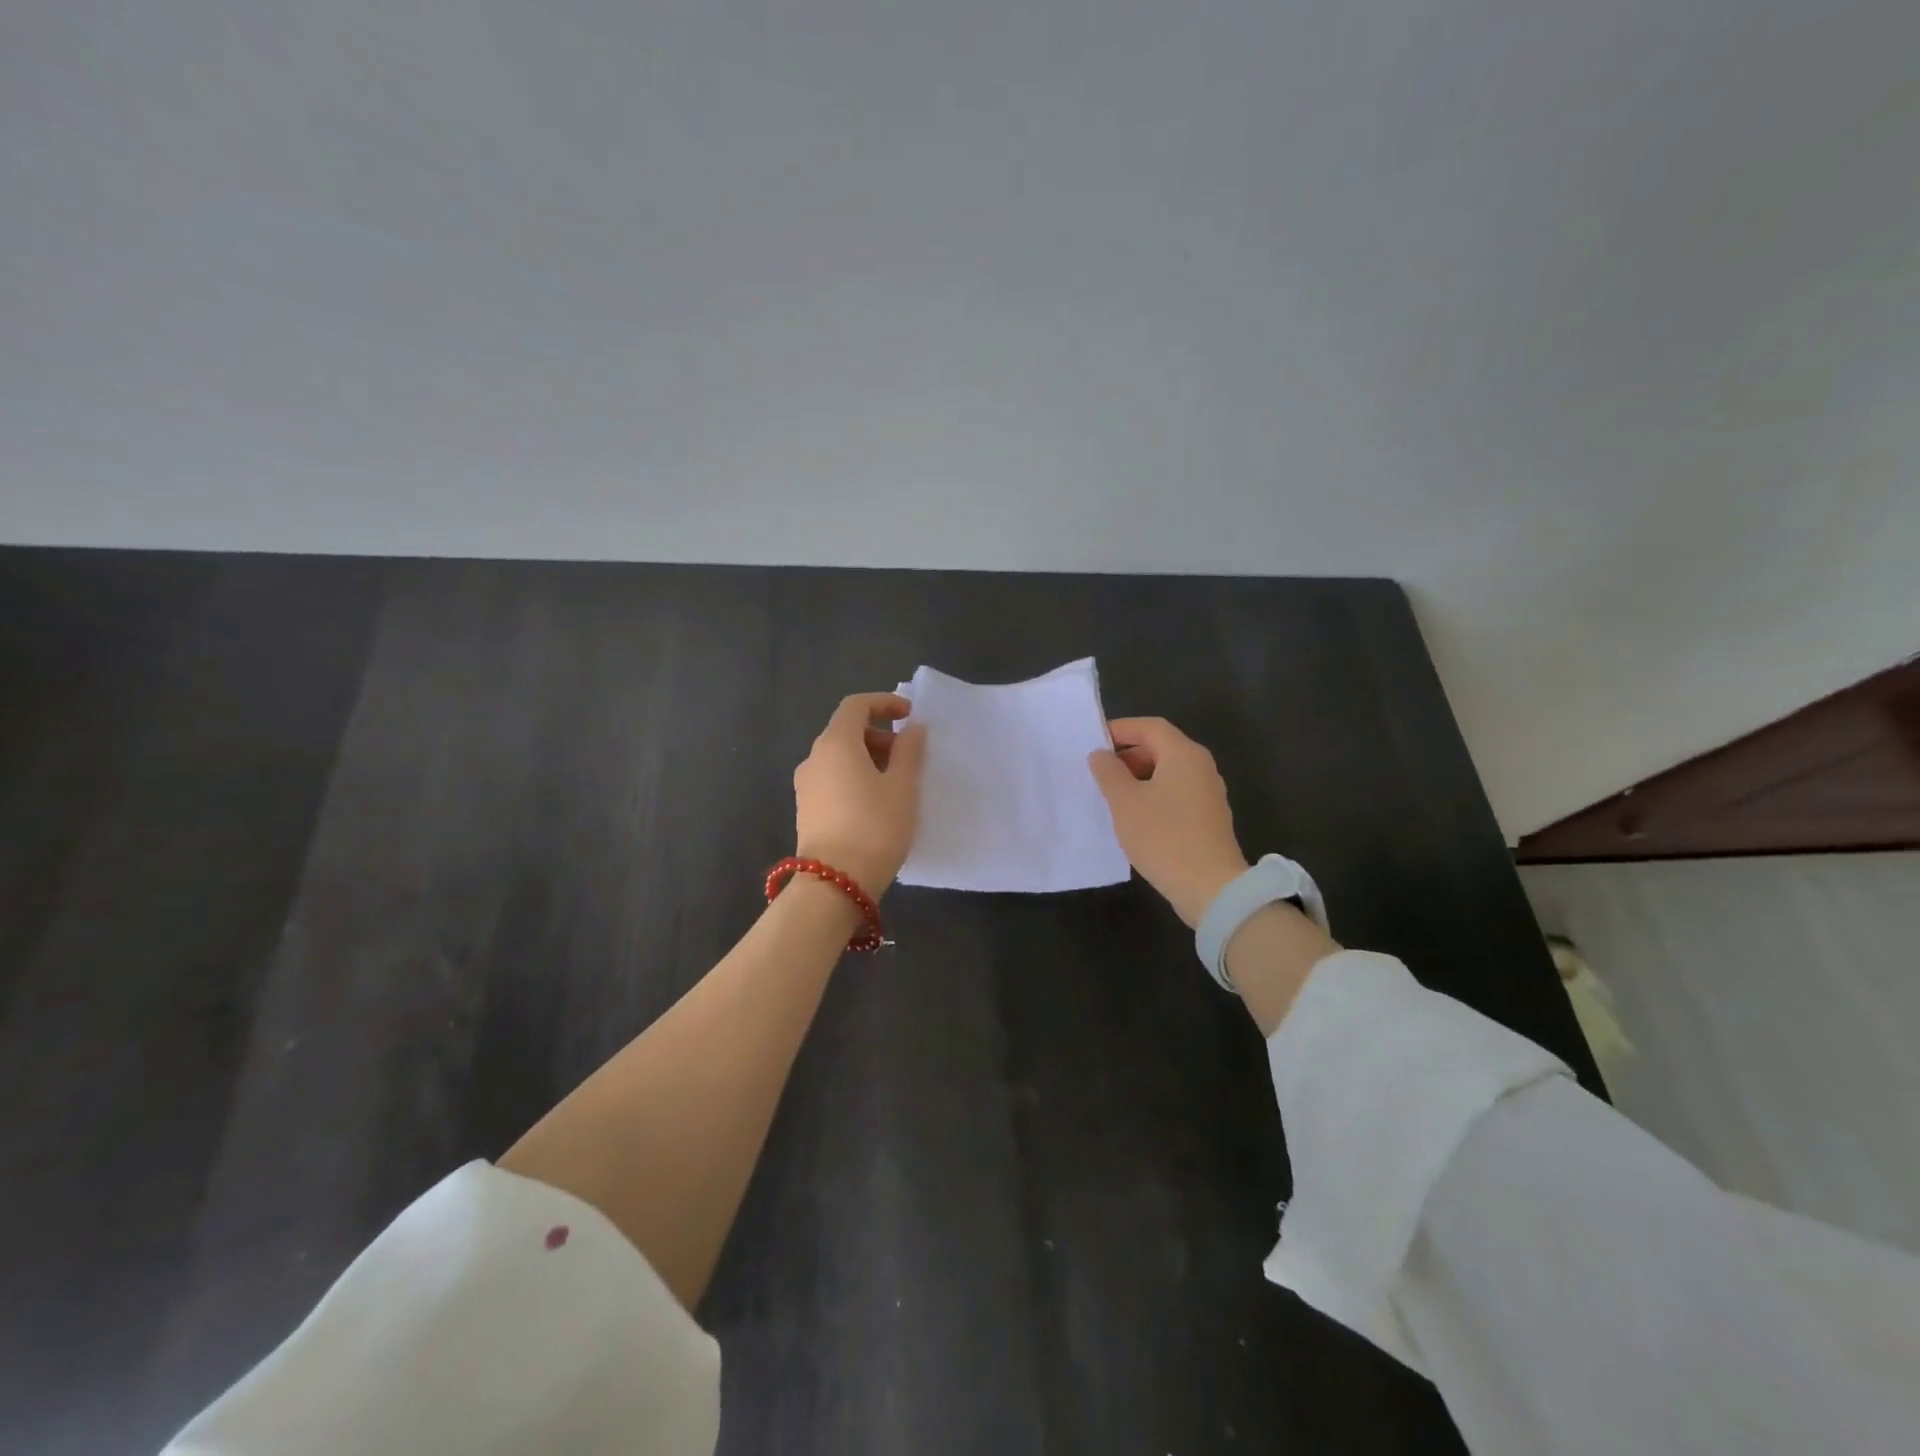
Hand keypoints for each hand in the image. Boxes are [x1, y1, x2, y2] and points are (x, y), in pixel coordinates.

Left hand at [793, 693, 927, 897]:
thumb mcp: (902, 787)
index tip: (910, 715)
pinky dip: (855, 777)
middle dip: (879, 734)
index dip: (884, 703)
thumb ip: (909, 751)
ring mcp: (806, 785)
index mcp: (836, 743)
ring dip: (868, 758)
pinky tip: (877, 802)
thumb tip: (912, 728)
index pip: (856, 705)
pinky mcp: (806, 809)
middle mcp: (814, 758)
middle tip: (909, 756)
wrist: (834, 883)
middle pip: (846, 730)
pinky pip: (833, 778)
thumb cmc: (875, 827)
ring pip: (839, 757)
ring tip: (897, 782)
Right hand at [1088, 717, 1249, 926]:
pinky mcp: (1208, 817)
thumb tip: (1100, 755)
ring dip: (1138, 777)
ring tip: (1111, 795)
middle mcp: (1201, 766)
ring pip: (1168, 772)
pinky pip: (1176, 793)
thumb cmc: (1163, 837)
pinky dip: (1153, 794)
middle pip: (1161, 746)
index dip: (1120, 729)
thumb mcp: (1125, 802)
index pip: (1149, 726)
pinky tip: (1134, 816)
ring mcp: (1208, 792)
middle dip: (1127, 754)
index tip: (1093, 743)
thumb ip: (1108, 772)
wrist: (1210, 887)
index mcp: (1183, 754)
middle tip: (1098, 771)